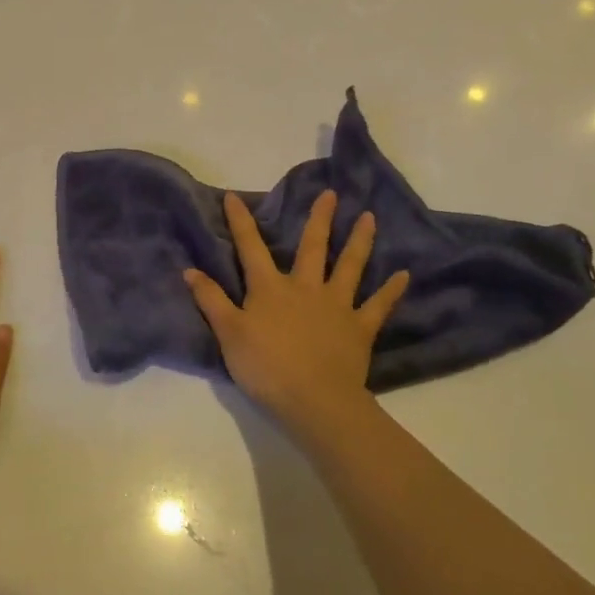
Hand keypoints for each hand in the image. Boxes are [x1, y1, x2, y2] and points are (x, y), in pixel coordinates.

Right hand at [184, 190, 407, 446]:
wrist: (314, 400)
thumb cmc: (266, 367)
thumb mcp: (228, 334)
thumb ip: (211, 300)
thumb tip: (190, 270)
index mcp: (270, 288)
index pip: (250, 247)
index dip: (241, 221)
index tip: (234, 196)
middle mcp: (305, 287)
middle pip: (312, 247)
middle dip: (318, 218)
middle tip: (330, 193)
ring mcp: (336, 305)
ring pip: (349, 266)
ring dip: (359, 241)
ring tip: (368, 217)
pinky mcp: (360, 327)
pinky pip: (378, 305)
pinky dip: (391, 290)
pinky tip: (403, 275)